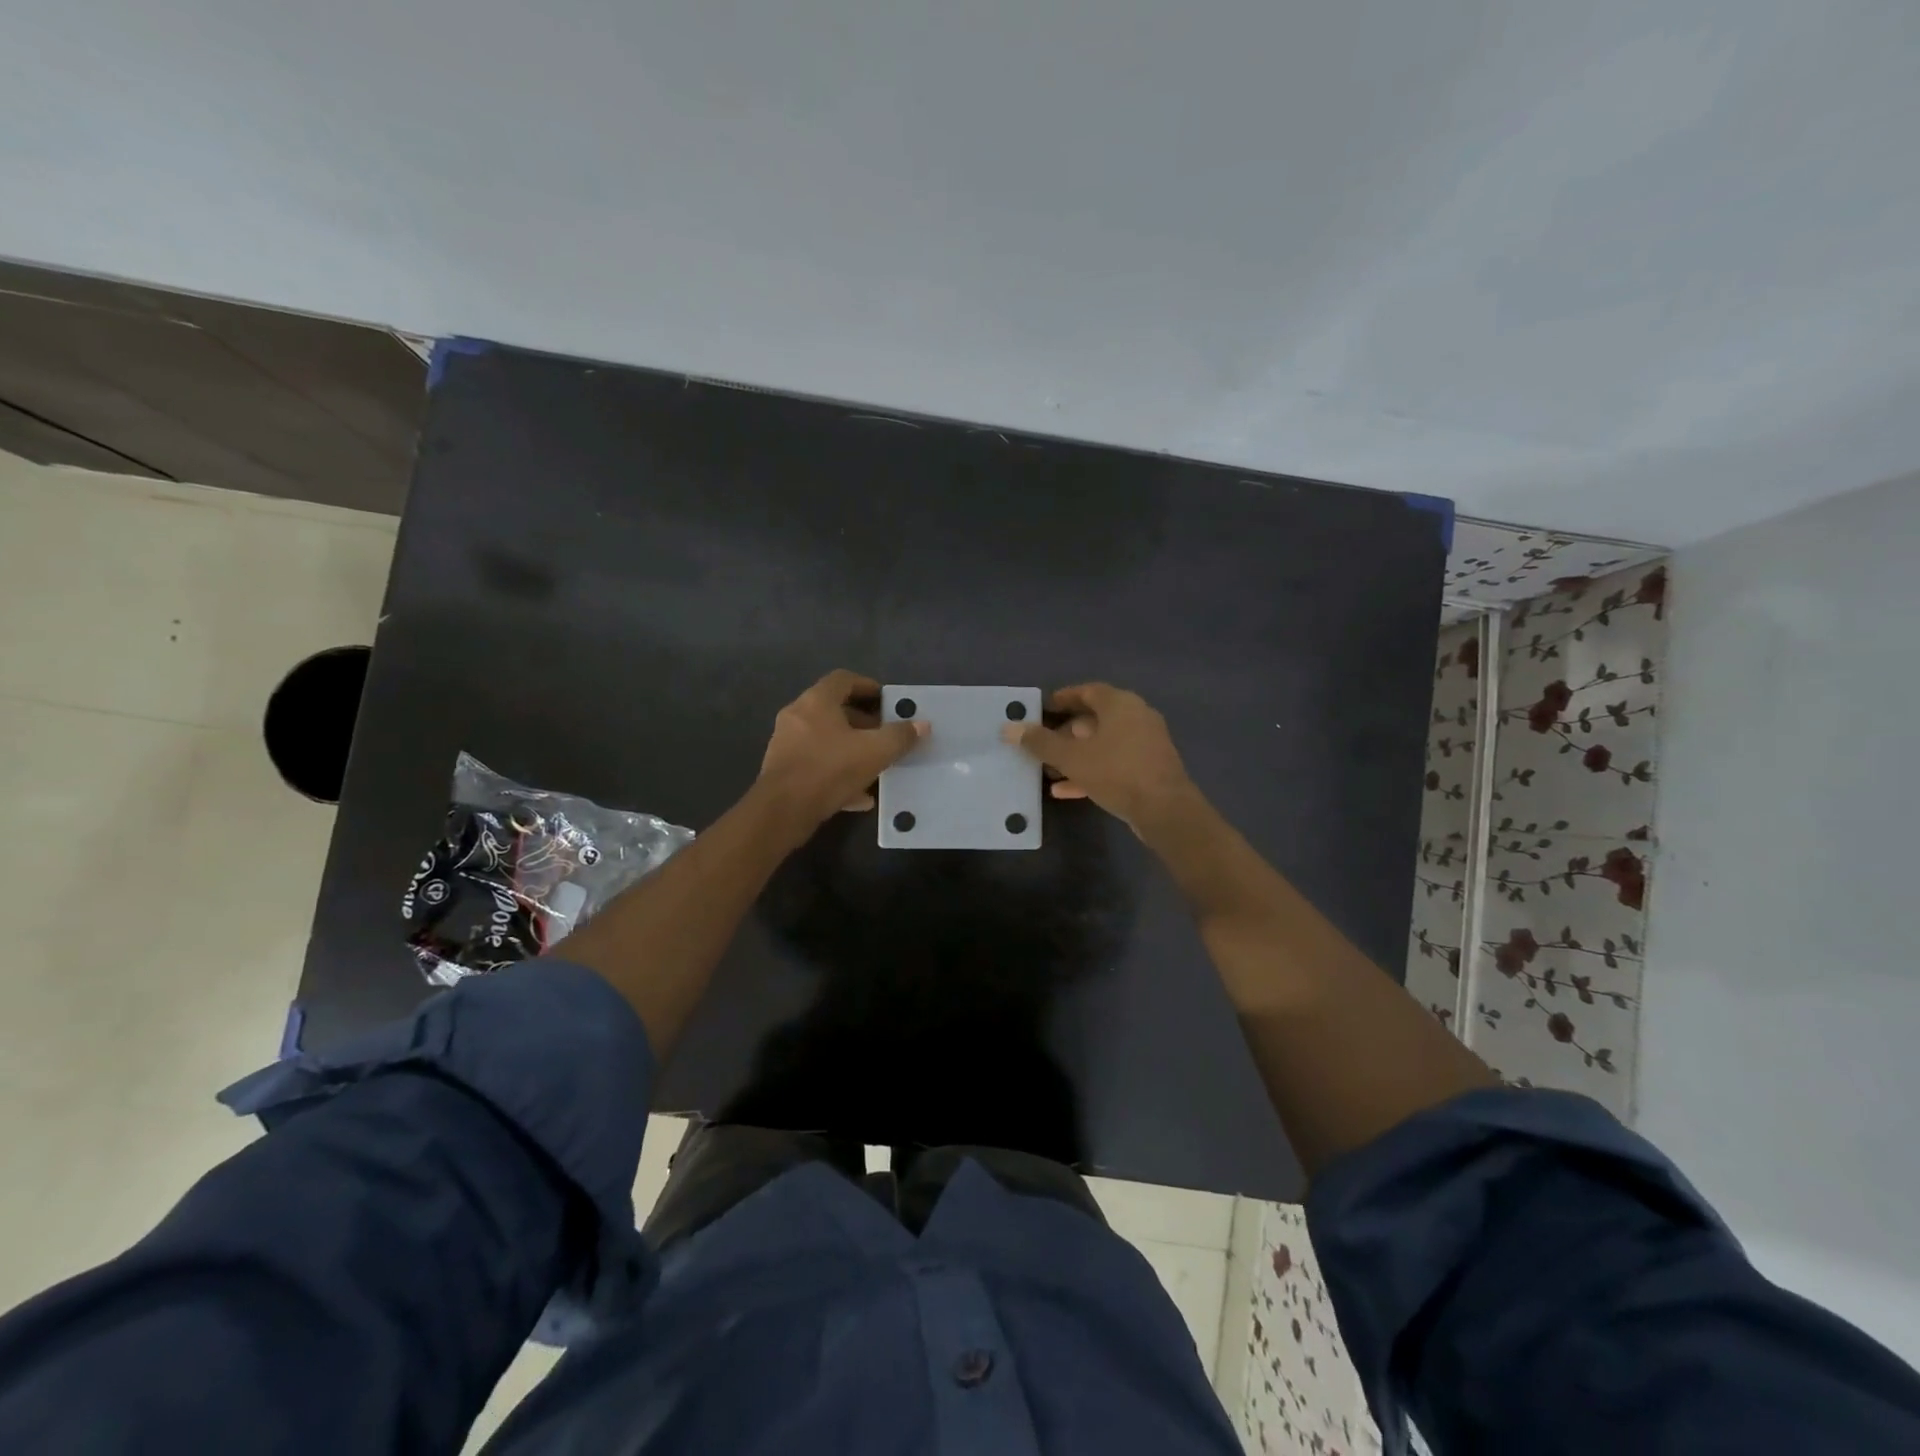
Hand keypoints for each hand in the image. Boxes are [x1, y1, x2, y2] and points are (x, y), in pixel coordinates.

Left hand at [756, 670, 926, 831]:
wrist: (782, 812)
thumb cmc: (829, 770)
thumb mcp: (874, 752)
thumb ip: (900, 736)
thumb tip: (922, 725)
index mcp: (816, 702)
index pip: (843, 679)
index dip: (868, 686)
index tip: (887, 701)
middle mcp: (797, 716)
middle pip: (834, 709)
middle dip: (863, 721)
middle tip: (885, 734)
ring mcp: (787, 743)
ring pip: (826, 739)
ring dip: (851, 748)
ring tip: (875, 763)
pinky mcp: (783, 770)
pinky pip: (817, 764)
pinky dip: (838, 772)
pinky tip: (859, 795)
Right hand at [1004, 683, 1198, 834]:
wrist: (1165, 811)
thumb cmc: (1117, 772)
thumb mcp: (1072, 758)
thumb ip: (1040, 742)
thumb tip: (1008, 728)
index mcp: (1120, 704)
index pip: (1087, 691)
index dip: (1063, 698)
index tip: (1042, 709)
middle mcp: (1136, 717)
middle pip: (1095, 719)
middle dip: (1066, 732)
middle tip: (1041, 744)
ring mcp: (1145, 744)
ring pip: (1103, 744)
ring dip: (1076, 755)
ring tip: (1049, 770)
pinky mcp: (1149, 769)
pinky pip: (1114, 763)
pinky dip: (1091, 771)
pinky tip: (1065, 790)